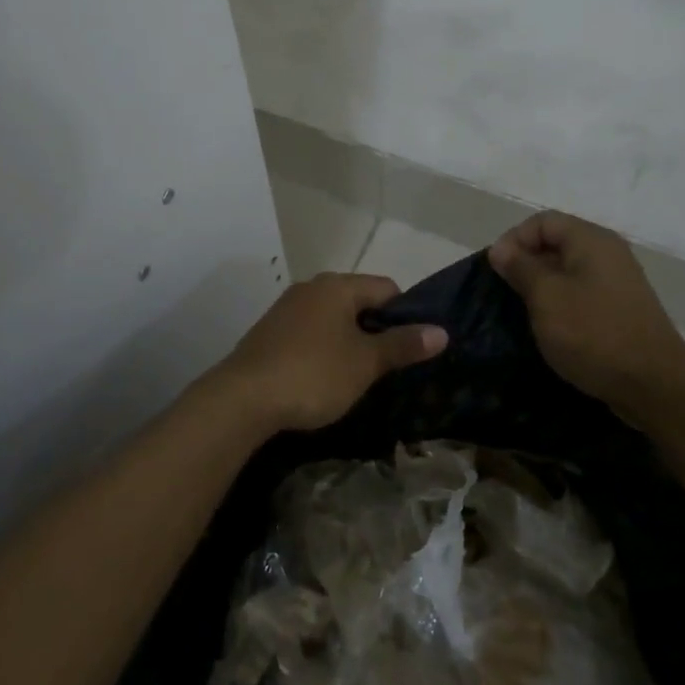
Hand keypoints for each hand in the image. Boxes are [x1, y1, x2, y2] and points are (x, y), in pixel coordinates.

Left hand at [206, 273, 447, 435]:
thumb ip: (403, 345)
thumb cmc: (313, 374)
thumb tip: (442, 331)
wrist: (242, 399)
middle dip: (376, 330)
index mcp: (337, 286)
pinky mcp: (269, 333)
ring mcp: (286, 309)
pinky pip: (309, 333)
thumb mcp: (365, 363)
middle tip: (388, 366)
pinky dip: (323, 349)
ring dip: (349, 341)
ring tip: (358, 376)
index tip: (410, 349)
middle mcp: (311, 288)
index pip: (387, 288)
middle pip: (358, 301)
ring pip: (333, 319)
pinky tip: (323, 378)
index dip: (406, 315)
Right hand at [488, 211, 684, 413]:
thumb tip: (500, 249)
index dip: (514, 240)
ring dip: (540, 287)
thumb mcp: (546, 297)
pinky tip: (547, 328)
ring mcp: (616, 282)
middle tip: (504, 293)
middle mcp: (607, 253)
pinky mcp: (618, 309)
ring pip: (566, 271)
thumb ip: (521, 267)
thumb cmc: (593, 334)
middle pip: (555, 243)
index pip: (542, 221)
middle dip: (525, 264)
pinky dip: (559, 304)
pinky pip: (580, 294)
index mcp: (591, 240)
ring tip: (521, 312)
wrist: (654, 385)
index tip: (496, 271)